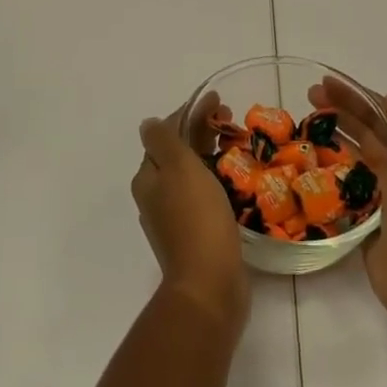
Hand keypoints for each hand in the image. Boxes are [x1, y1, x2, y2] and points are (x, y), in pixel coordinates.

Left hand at [131, 91, 248, 332]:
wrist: (209, 285)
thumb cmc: (196, 218)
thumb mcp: (178, 168)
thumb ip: (163, 140)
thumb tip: (148, 123)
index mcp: (148, 178)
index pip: (165, 133)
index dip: (190, 113)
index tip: (218, 101)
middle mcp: (156, 196)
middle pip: (178, 153)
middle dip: (202, 131)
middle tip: (231, 119)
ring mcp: (175, 218)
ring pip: (192, 173)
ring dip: (212, 154)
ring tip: (238, 144)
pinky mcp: (196, 235)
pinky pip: (205, 195)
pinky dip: (218, 179)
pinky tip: (237, 179)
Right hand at [310, 79, 386, 329]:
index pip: (381, 114)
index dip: (355, 95)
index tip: (326, 83)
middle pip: (365, 132)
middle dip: (338, 111)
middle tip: (306, 99)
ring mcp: (381, 196)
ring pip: (352, 158)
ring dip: (330, 139)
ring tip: (302, 127)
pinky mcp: (363, 221)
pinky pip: (342, 190)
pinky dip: (327, 175)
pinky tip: (305, 166)